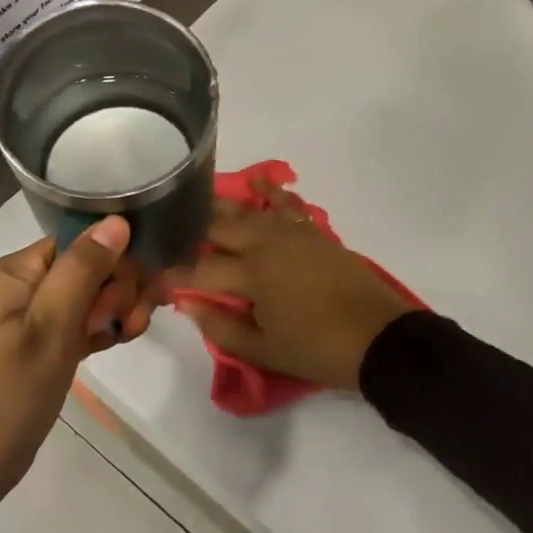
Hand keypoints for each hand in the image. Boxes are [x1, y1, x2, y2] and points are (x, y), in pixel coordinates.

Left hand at [0, 216, 152, 532]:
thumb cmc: (1, 399)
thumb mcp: (48, 331)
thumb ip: (83, 271)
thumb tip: (118, 219)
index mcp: (15, 272)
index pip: (79, 240)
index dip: (115, 259)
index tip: (137, 294)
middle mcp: (18, 287)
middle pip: (85, 266)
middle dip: (118, 287)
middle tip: (131, 324)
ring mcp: (24, 320)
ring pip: (84, 297)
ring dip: (114, 310)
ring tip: (131, 336)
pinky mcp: (31, 350)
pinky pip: (73, 324)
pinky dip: (97, 330)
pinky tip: (119, 342)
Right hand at [172, 184, 421, 392]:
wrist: (378, 337)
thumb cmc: (317, 349)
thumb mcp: (263, 350)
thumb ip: (221, 327)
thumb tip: (188, 304)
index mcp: (251, 274)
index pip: (199, 270)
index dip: (174, 275)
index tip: (154, 276)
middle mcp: (266, 243)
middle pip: (219, 228)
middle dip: (191, 230)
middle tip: (170, 231)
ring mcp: (291, 232)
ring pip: (248, 211)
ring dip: (221, 206)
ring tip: (197, 201)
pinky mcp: (312, 231)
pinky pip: (285, 204)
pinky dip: (270, 191)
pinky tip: (257, 182)